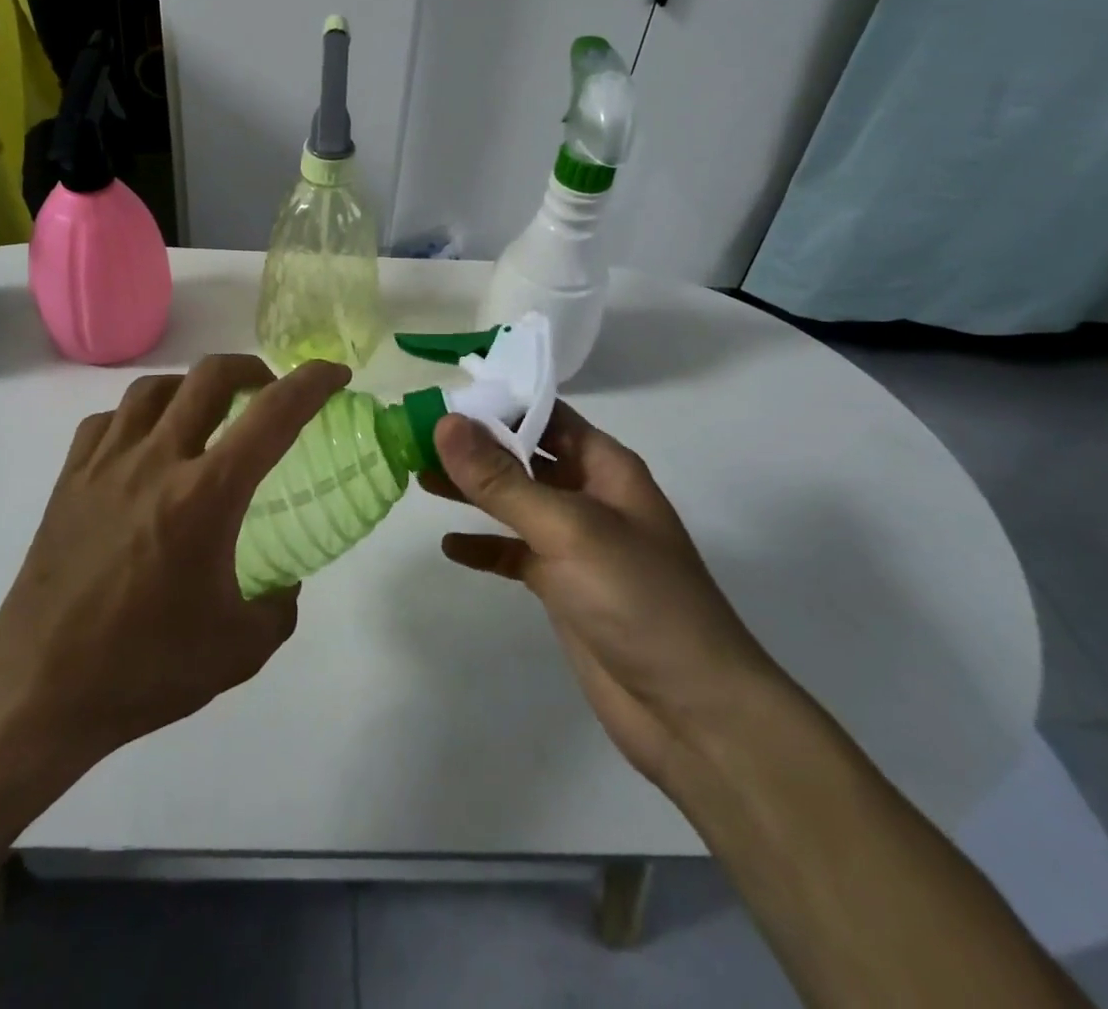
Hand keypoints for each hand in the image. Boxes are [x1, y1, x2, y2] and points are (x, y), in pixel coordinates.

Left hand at [0, 355, 349, 764]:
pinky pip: (108, 421)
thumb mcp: (240, 649)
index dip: (312, 383)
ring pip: (154, 388)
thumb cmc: (145, 669)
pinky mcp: (69, 480)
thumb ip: (279, 605)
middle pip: (209, 377)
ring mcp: (105, 465)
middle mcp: (156, 461)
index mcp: (205, 495)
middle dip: (251, 369)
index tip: (335, 374)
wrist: (39, 692)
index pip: (273, 415)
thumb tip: (283, 581)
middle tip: (268, 392)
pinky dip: (138, 417)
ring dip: (192, 387)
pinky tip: (144, 447)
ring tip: (206, 414)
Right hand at [430, 404, 783, 782]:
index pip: (544, 414)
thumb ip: (502, 479)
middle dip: (474, 445)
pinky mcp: (561, 587)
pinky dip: (483, 546)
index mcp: (604, 466)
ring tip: (417, 476)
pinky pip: (513, 554)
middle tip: (415, 435)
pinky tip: (450, 546)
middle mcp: (588, 495)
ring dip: (470, 490)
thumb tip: (445, 422)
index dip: (496, 402)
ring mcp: (574, 543)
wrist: (692, 711)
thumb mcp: (567, 528)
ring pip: (513, 502)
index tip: (439, 397)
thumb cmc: (638, 598)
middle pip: (523, 455)